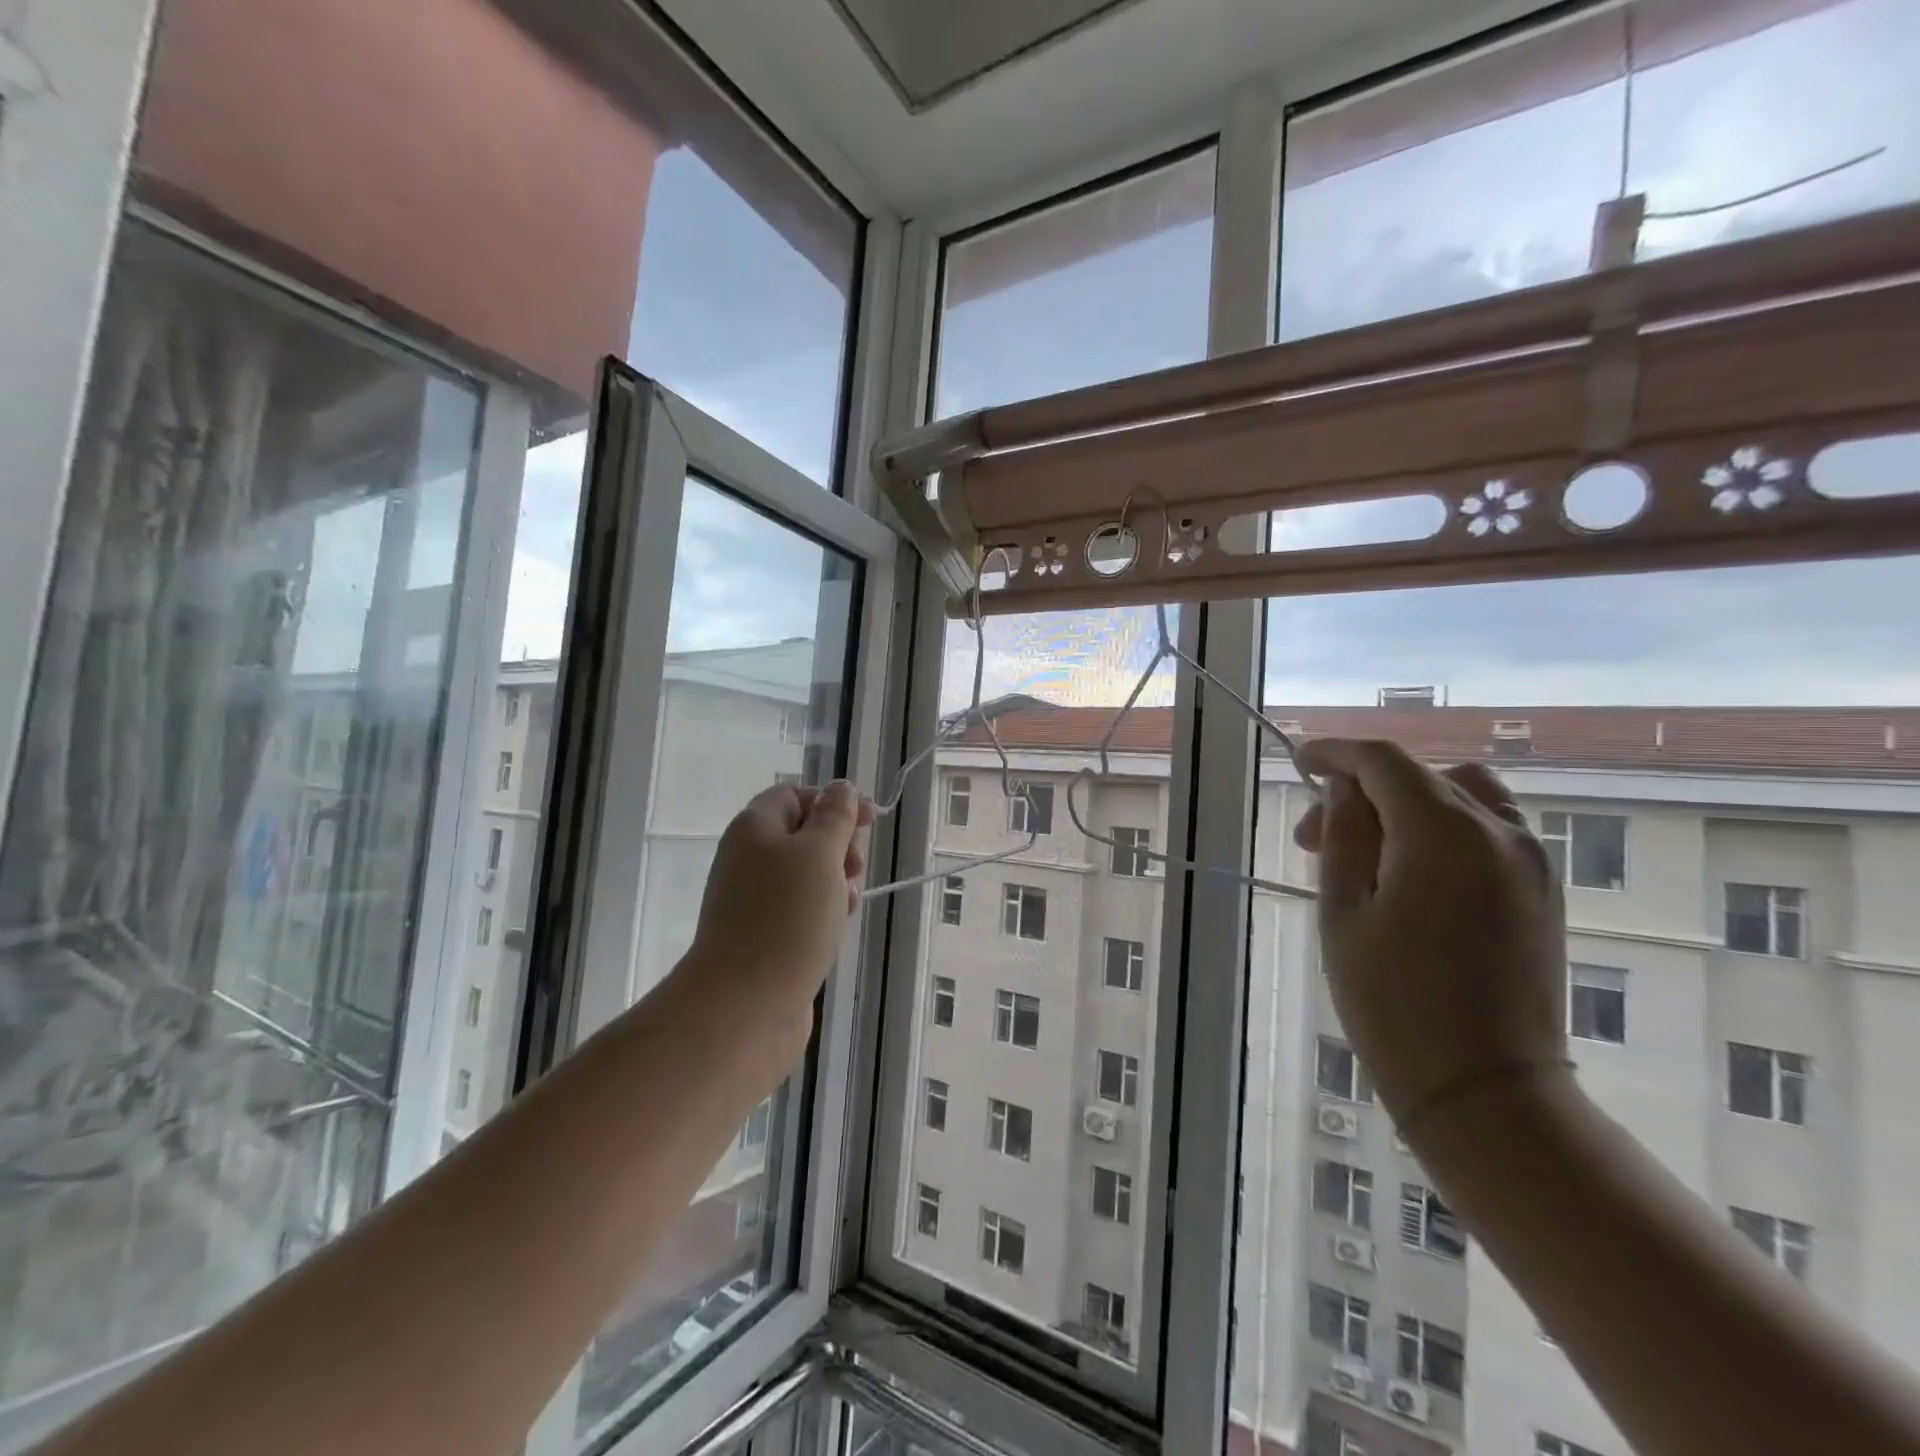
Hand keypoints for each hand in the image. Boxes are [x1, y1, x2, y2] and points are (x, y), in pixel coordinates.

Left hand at [691, 781, 874, 1016]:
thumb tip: (840, 788)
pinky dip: (823, 909)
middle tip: (854, 868)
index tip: (870, 821)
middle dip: (838, 844)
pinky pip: (799, 907)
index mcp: (755, 828)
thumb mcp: (819, 854)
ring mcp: (753, 899)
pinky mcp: (763, 934)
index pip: (794, 794)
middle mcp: (748, 858)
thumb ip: (834, 817)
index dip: (833, 801)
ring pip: (805, 874)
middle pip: (802, 833)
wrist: (744, 1005)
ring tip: (848, 902)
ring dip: (835, 880)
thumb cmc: (786, 918)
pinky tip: (836, 926)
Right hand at [1292, 738, 1570, 1141]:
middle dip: (1363, 789)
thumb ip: (1344, 837)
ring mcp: (1531, 862)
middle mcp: (1499, 833)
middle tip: (1313, 836)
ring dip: (1408, 803)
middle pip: (1422, 775)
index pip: (1385, 761)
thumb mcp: (1344, 913)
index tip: (1298, 762)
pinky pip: (1489, 830)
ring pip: (1464, 795)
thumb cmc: (1394, 1003)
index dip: (1336, 753)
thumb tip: (1343, 790)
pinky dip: (1444, 827)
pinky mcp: (1543, 892)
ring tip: (1368, 850)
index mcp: (1444, 834)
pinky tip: (1411, 872)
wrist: (1486, 1090)